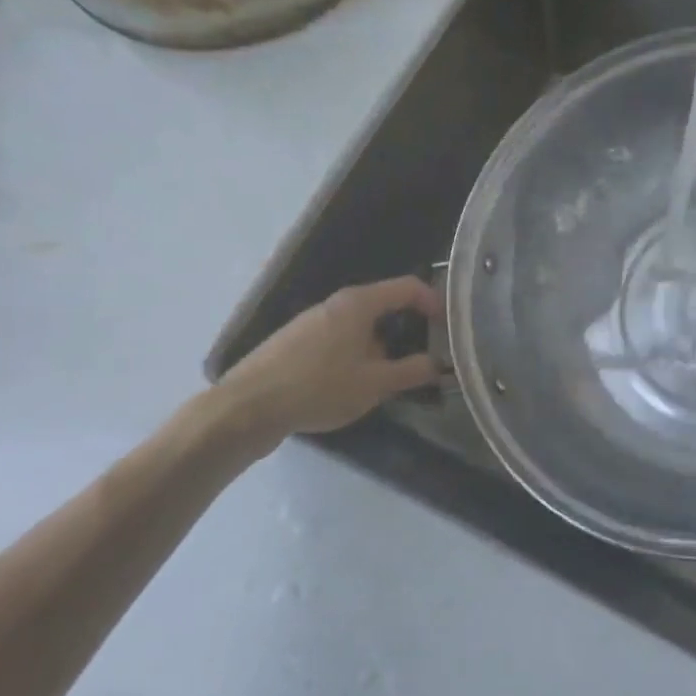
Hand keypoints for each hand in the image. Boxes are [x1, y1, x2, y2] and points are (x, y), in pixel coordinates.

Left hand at [211, 276, 442, 450]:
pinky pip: (339, 341)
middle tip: (424, 359)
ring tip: (389, 379)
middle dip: (408, 331)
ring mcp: (312, 322)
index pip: (407, 287)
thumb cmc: (319, 387)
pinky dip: (356, 355)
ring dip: (381, 347)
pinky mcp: (295, 343)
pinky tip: (352, 387)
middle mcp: (335, 304)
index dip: (434, 302)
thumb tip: (438, 364)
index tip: (449, 327)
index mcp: (358, 304)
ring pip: (360, 327)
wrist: (247, 408)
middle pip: (383, 307)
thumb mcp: (374, 384)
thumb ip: (411, 371)